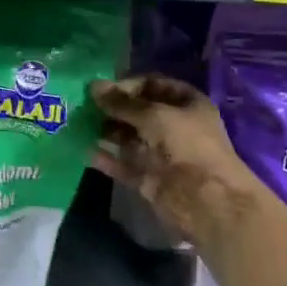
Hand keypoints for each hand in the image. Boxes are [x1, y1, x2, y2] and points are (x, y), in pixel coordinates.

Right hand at [90, 75, 266, 245]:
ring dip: (106, 131)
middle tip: (84, 106)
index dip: (128, 84)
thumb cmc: (186, 145)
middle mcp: (174, 126)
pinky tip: (85, 151)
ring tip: (79, 126)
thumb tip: (93, 86)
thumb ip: (122, 103)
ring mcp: (161, 153)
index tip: (102, 89)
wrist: (207, 201)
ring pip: (128, 138)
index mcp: (186, 104)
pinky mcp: (149, 178)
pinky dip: (106, 158)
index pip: (153, 85)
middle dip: (112, 108)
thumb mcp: (154, 115)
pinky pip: (124, 164)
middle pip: (138, 112)